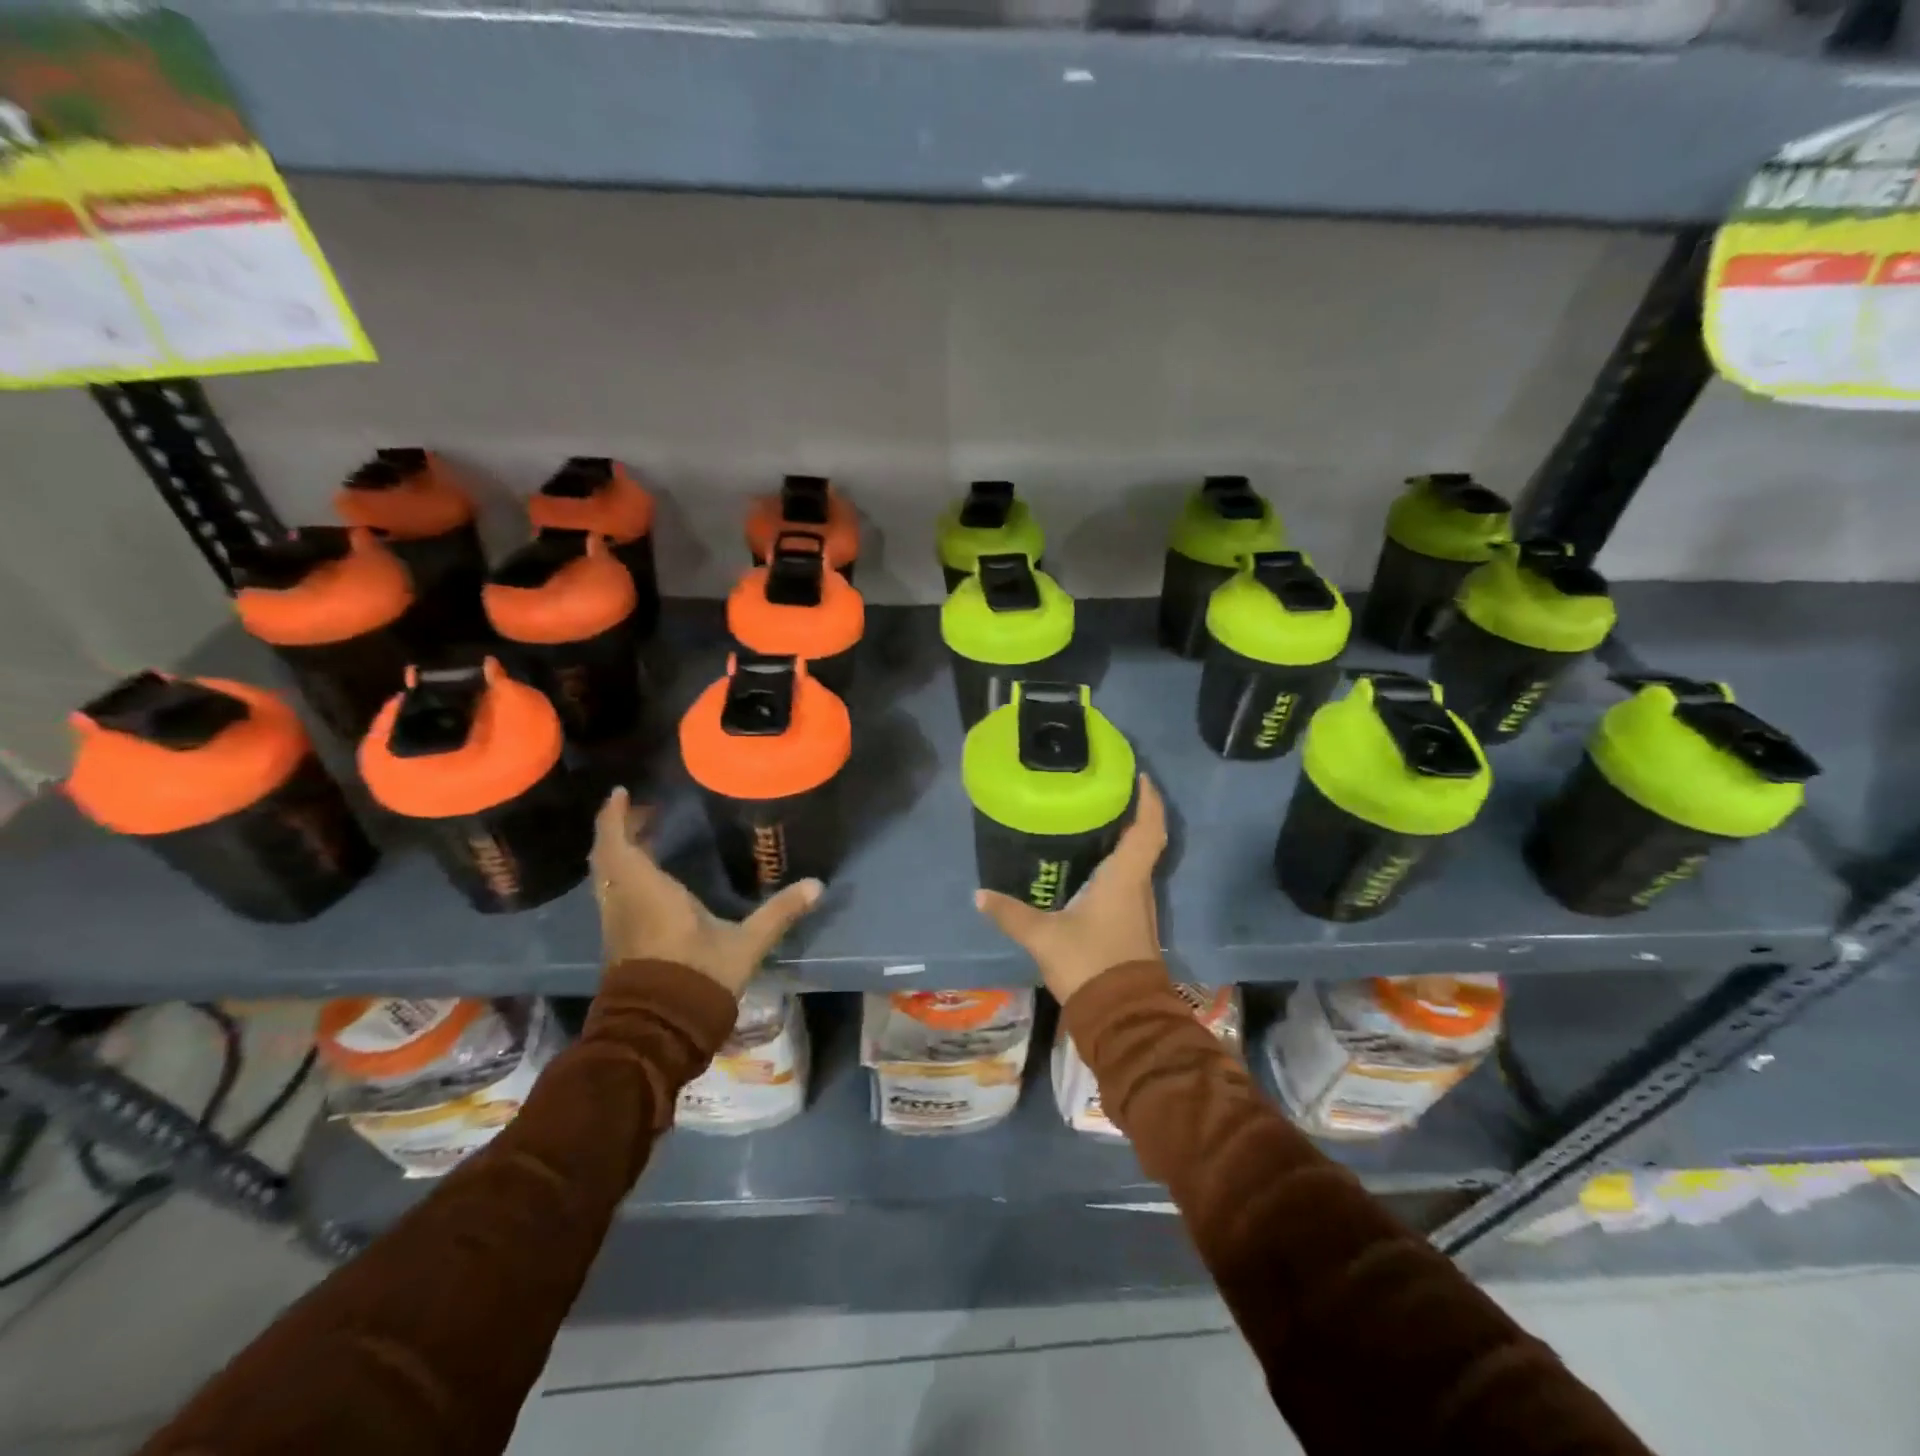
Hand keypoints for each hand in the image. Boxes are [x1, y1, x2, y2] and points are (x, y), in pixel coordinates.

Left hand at [592, 788, 820, 997]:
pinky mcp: (619, 940)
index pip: (617, 844)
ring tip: (647, 834)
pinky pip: (614, 892)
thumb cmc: (699, 978)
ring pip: (607, 876)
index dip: (614, 816)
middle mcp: (624, 901)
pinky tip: (650, 874)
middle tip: (645, 809)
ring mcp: (617, 922)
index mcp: (648, 891)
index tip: (622, 791)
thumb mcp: (745, 944)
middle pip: (607, 856)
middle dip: (620, 828)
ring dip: (620, 851)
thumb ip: (779, 912)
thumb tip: (818, 885)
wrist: (659, 1031)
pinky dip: (624, 872)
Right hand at [974, 773, 1166, 1004]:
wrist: (1122, 1018)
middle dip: (1131, 816)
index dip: (1149, 800)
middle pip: (1144, 843)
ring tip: (1092, 824)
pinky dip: (1115, 869)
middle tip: (1103, 795)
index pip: (1148, 829)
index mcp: (1125, 878)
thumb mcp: (1044, 937)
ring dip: (1123, 843)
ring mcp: (1139, 910)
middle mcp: (1139, 888)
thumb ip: (1011, 914)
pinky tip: (1089, 871)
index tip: (1139, 776)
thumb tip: (979, 895)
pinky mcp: (1132, 928)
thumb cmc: (1090, 964)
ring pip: (1136, 865)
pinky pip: (1127, 885)